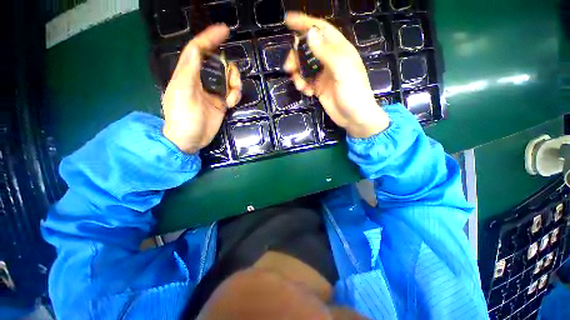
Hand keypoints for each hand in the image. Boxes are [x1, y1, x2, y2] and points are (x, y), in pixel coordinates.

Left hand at [162, 24, 241, 153]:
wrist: (190, 140)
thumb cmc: (183, 117)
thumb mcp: (183, 92)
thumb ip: (189, 70)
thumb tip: (196, 49)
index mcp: (188, 74)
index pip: (198, 50)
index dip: (209, 38)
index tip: (224, 30)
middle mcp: (201, 80)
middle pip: (218, 64)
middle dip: (229, 69)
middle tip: (233, 79)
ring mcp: (212, 92)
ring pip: (228, 79)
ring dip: (234, 84)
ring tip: (232, 97)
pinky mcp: (221, 103)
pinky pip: (232, 93)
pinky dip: (235, 95)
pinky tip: (232, 103)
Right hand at [284, 12, 388, 138]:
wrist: (354, 118)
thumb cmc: (353, 93)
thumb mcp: (342, 70)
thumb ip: (326, 52)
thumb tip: (309, 34)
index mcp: (339, 50)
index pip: (321, 30)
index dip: (305, 23)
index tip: (288, 20)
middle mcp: (330, 60)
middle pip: (308, 49)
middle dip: (296, 56)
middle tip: (289, 67)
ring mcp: (324, 74)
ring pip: (304, 67)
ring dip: (298, 74)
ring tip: (300, 85)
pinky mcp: (319, 87)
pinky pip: (306, 81)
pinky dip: (303, 85)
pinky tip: (307, 93)